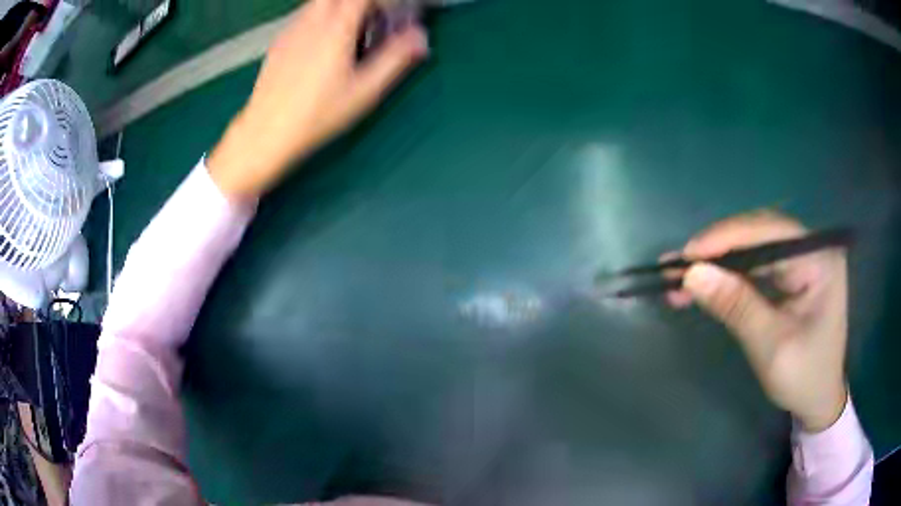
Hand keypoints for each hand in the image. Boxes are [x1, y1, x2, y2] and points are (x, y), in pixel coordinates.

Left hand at [208, 0, 428, 198]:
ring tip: (352, 37)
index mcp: (336, 27)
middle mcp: (312, 19)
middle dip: (363, 5)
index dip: (384, 2)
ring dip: (343, 9)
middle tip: (374, 23)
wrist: (265, 132)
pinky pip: (307, 14)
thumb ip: (396, 59)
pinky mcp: (280, 40)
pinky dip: (324, 18)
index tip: (394, 15)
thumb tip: (421, 36)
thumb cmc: (317, 115)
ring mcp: (292, 27)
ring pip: (322, 2)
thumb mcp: (364, 91)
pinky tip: (324, 47)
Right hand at [667, 211, 848, 432]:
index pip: (770, 231)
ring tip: (681, 278)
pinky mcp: (790, 275)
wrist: (818, 401)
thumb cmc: (804, 378)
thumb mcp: (771, 347)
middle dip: (718, 250)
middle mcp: (811, 250)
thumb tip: (693, 274)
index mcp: (820, 260)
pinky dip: (727, 277)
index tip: (687, 255)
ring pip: (752, 249)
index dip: (727, 237)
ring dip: (718, 263)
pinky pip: (754, 267)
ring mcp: (801, 261)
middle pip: (759, 234)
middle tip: (677, 267)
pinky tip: (703, 285)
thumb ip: (737, 307)